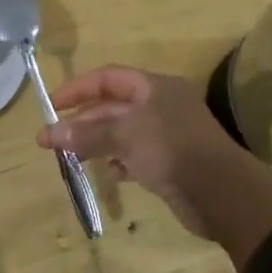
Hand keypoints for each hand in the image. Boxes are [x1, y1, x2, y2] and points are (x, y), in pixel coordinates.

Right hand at [38, 64, 271, 266]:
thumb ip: (87, 134)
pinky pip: (134, 156)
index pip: (109, 77)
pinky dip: (117, 162)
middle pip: (112, 106)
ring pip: (121, 133)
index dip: (78, 88)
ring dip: (95, 143)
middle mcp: (161, 106)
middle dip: (82, 121)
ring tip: (69, 157)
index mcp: (155, 87)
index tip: (52, 105)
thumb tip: (49, 133)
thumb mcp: (126, 135)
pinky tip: (106, 173)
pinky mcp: (169, 164)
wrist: (222, 194)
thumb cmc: (173, 149)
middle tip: (51, 139)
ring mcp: (166, 136)